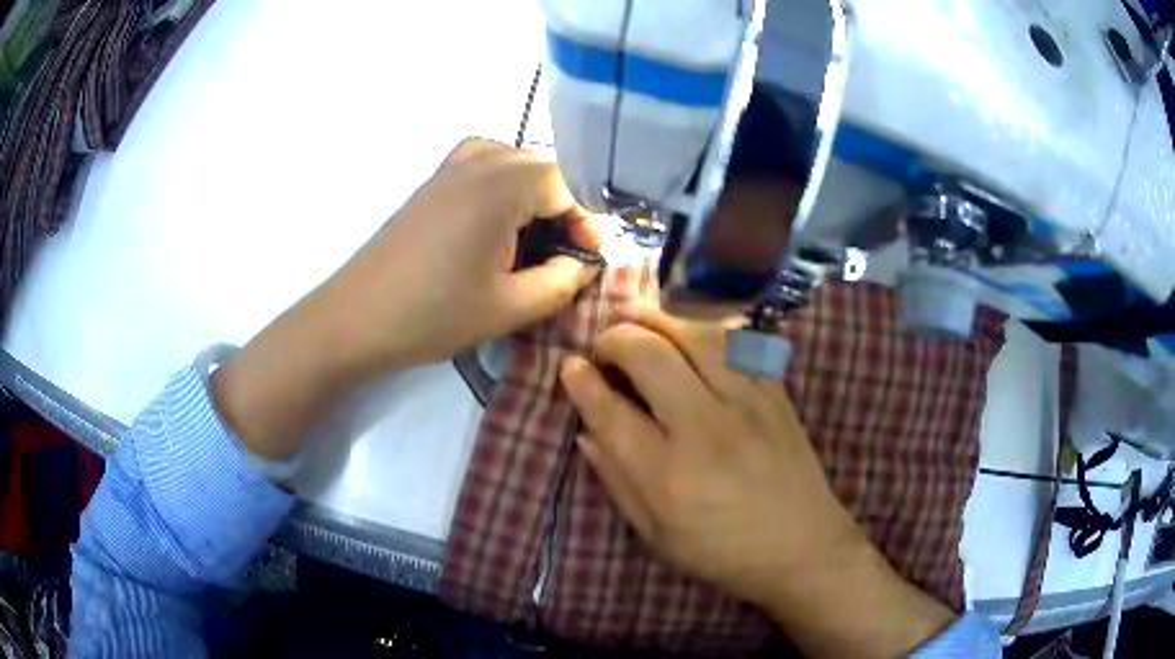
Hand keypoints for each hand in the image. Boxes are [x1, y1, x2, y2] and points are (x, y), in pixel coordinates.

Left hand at [321, 138, 601, 374]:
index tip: (588, 258)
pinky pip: (480, 161)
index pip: (565, 183)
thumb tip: (585, 265)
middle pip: (540, 166)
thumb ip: (560, 282)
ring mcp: (449, 169)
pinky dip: (500, 180)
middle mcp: (477, 163)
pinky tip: (497, 217)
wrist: (356, 319)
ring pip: (511, 159)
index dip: (586, 220)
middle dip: (563, 205)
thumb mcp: (509, 307)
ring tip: (534, 232)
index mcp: (500, 187)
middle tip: (565, 251)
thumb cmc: (432, 315)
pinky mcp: (431, 184)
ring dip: (533, 190)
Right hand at [560, 308, 953, 657]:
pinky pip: (737, 341)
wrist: (802, 547)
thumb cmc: (722, 551)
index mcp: (668, 476)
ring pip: (695, 334)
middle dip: (615, 337)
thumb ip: (616, 479)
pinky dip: (704, 329)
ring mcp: (748, 403)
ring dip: (658, 320)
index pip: (610, 410)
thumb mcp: (655, 533)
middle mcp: (706, 428)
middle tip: (604, 346)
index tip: (569, 365)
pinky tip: (689, 336)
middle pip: (649, 355)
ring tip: (639, 325)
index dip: (582, 381)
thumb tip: (585, 429)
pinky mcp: (775, 391)